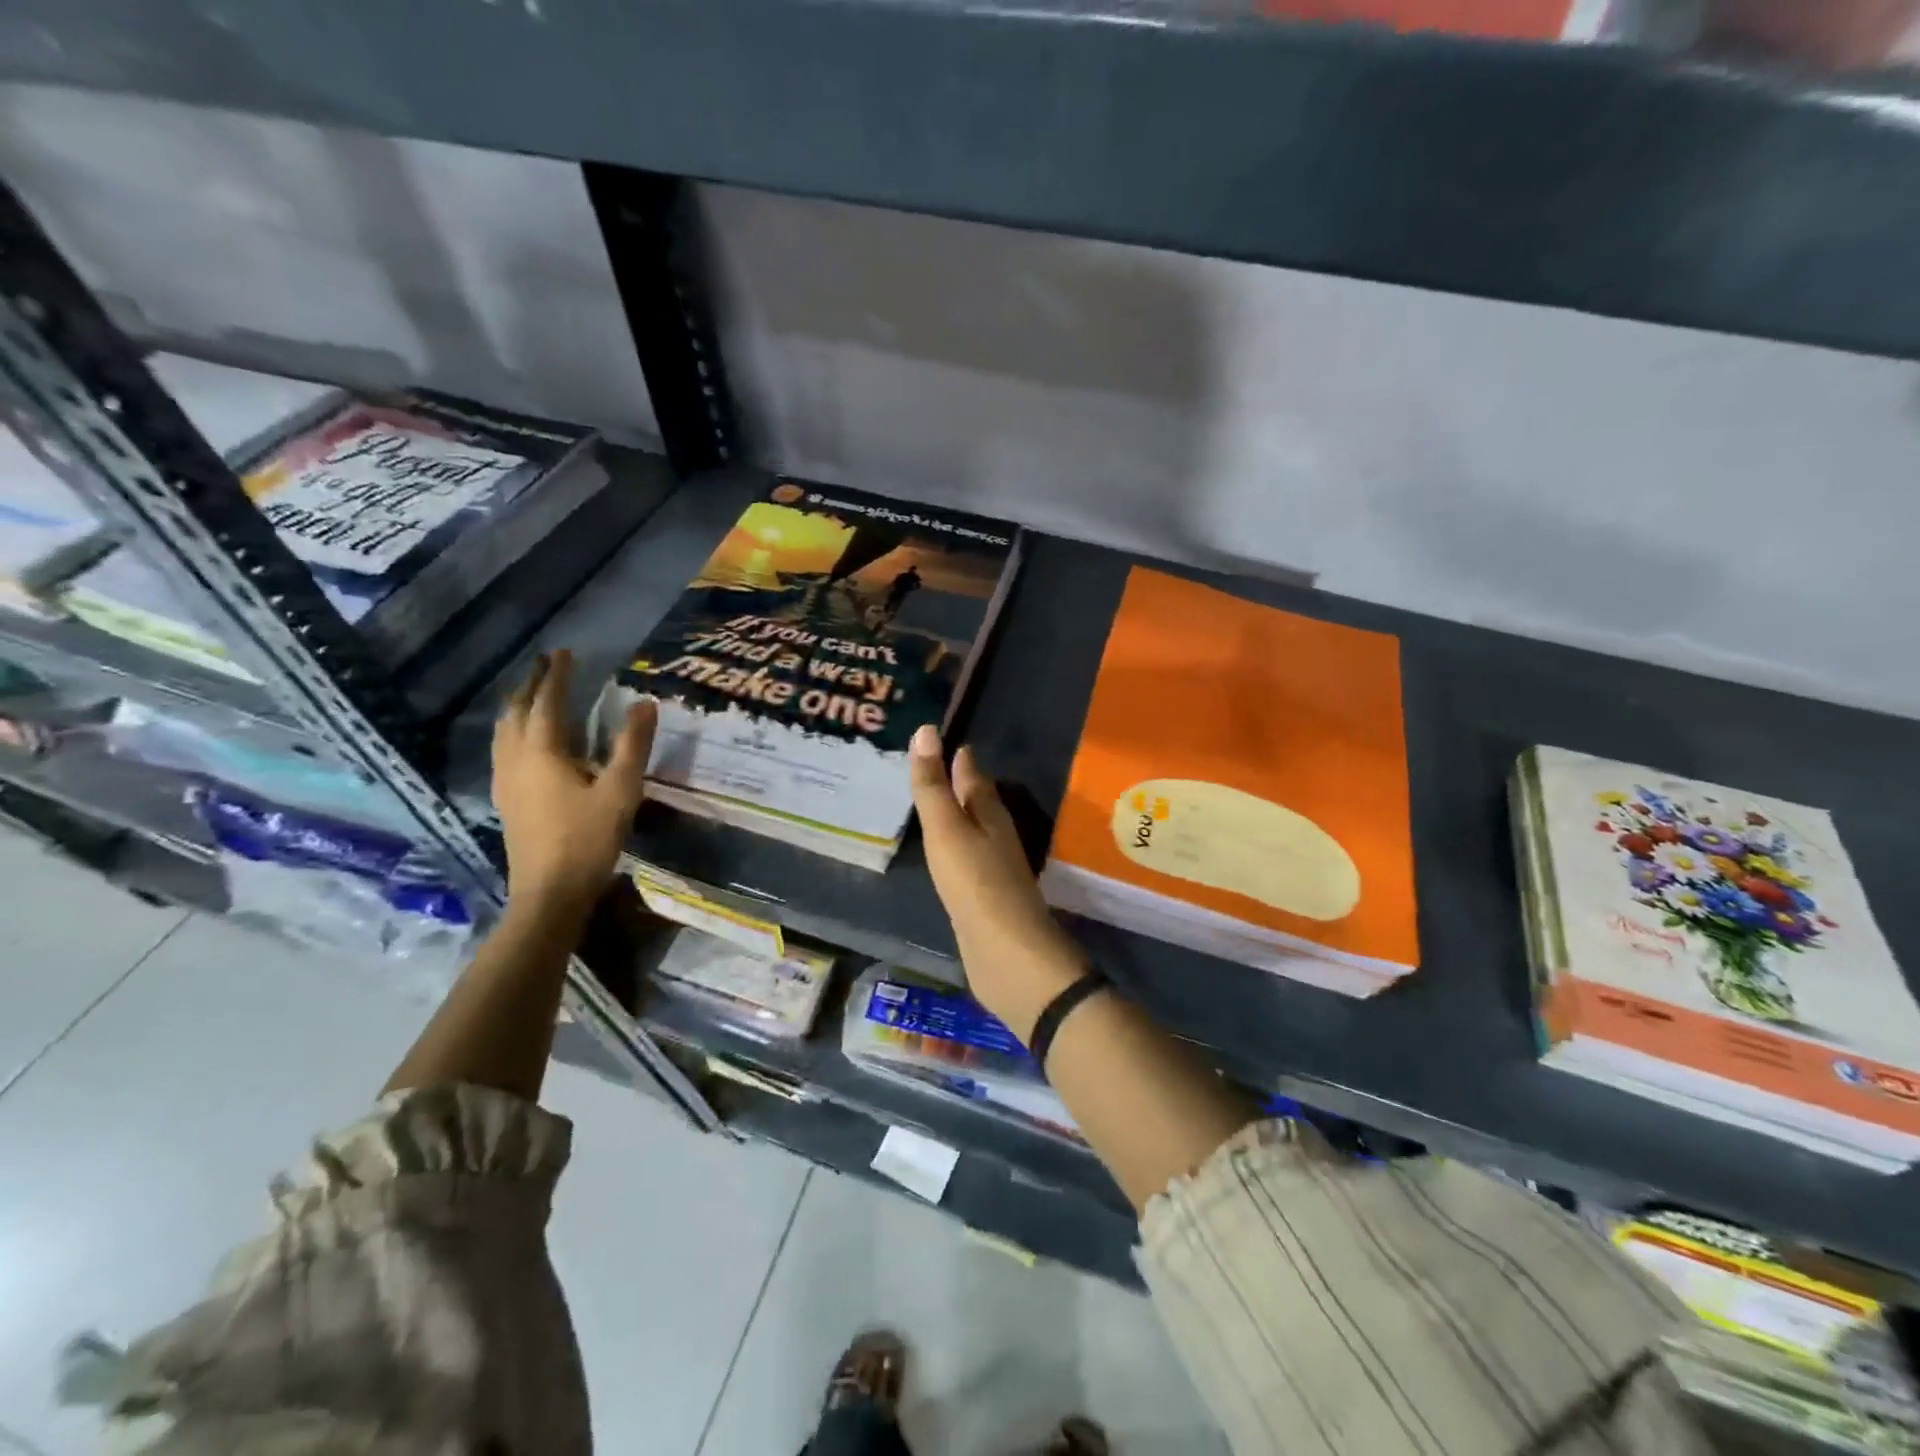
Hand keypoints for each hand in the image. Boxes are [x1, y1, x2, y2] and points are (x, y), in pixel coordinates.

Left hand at [492, 650, 654, 914]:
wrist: (549, 892)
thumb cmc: (588, 839)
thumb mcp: (621, 790)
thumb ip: (632, 745)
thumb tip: (644, 703)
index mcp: (542, 752)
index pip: (548, 702)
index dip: (557, 675)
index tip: (565, 652)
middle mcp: (516, 759)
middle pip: (516, 711)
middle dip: (531, 684)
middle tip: (547, 665)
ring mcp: (505, 781)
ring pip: (504, 731)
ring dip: (517, 705)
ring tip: (532, 693)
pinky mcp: (505, 799)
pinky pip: (503, 749)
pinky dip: (513, 730)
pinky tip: (524, 741)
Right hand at [909, 725, 1085, 1041]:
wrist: (1006, 954)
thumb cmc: (975, 883)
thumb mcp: (946, 829)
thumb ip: (933, 785)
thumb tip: (926, 730)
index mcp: (989, 813)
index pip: (972, 774)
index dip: (956, 756)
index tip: (939, 736)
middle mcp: (995, 834)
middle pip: (976, 799)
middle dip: (958, 781)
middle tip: (933, 762)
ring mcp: (992, 866)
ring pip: (973, 828)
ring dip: (957, 812)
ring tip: (935, 800)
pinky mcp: (985, 895)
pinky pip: (966, 856)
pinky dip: (953, 844)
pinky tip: (944, 850)